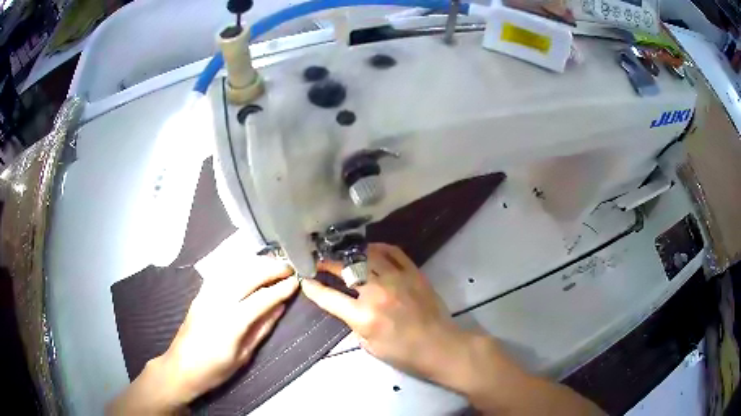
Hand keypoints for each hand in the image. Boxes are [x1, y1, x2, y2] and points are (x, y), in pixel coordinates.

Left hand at [108, 263, 298, 413]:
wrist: (181, 368)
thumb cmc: (215, 370)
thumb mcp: (243, 356)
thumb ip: (262, 329)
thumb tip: (279, 307)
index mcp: (230, 323)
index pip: (261, 298)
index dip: (280, 288)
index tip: (296, 281)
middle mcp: (217, 302)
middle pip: (247, 276)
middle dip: (270, 269)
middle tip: (288, 268)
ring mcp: (206, 295)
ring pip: (234, 269)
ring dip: (255, 263)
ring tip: (273, 263)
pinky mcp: (200, 293)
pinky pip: (222, 272)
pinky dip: (239, 265)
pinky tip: (249, 266)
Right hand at [303, 244, 604, 415]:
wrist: (441, 346)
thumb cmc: (405, 353)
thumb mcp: (370, 347)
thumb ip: (354, 324)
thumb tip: (346, 307)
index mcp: (363, 317)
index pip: (329, 298)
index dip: (313, 288)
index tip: (304, 279)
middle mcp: (376, 293)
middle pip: (345, 270)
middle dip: (328, 264)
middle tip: (320, 261)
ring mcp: (397, 280)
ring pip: (368, 256)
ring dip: (351, 253)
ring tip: (342, 252)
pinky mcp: (414, 273)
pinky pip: (394, 252)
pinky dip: (380, 247)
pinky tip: (371, 249)